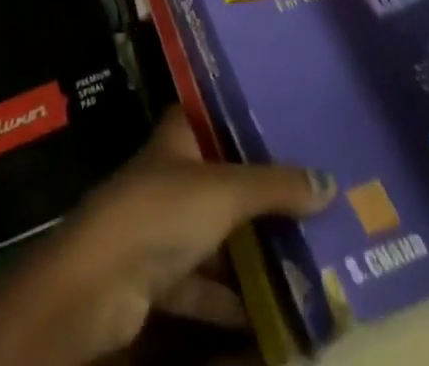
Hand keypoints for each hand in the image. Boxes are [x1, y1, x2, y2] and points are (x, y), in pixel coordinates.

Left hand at [0, 109, 334, 365]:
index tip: (282, 123)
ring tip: (303, 255)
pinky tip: (270, 315)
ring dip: (249, 249)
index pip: (208, 113)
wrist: (99, 282)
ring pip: (214, 234)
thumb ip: (274, 187)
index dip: (239, 117)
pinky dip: (231, 300)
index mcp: (176, 137)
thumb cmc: (160, 211)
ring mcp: (160, 227)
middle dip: (258, 191)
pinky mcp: (158, 277)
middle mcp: (167, 175)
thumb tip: (328, 181)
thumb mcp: (224, 190)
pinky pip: (204, 285)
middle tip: (309, 198)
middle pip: (218, 177)